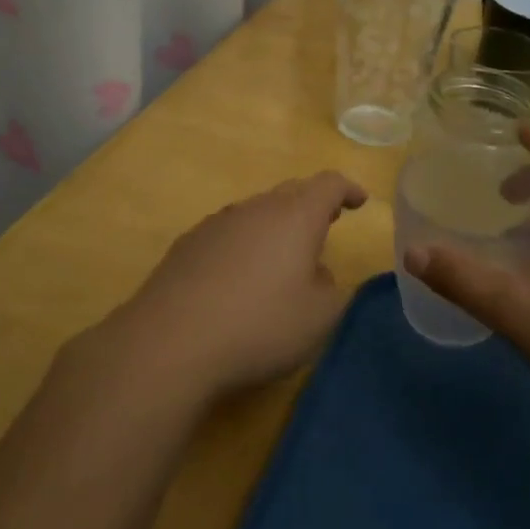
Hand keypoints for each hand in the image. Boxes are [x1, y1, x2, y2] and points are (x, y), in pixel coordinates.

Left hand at [97, 171, 368, 408]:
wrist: (170, 343)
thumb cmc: (260, 325)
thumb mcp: (319, 317)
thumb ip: (332, 289)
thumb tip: (317, 273)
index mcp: (295, 216)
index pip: (328, 185)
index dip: (347, 189)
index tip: (359, 201)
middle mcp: (255, 209)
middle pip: (290, 193)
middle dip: (313, 204)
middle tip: (329, 221)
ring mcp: (216, 224)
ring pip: (256, 212)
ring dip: (277, 225)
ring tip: (284, 254)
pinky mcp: (186, 246)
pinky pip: (228, 233)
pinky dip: (245, 244)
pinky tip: (240, 276)